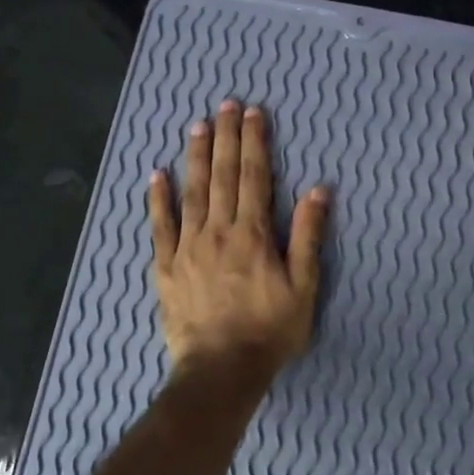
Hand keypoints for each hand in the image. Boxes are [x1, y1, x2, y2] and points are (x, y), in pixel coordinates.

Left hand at [148, 100, 329, 380]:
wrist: (221, 369)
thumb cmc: (269, 330)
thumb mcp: (303, 286)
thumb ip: (307, 236)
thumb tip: (317, 190)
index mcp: (253, 234)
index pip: (254, 177)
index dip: (254, 142)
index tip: (253, 113)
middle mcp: (218, 230)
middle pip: (223, 175)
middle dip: (226, 137)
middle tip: (226, 105)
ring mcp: (188, 247)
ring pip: (192, 192)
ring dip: (196, 157)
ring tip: (197, 126)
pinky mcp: (166, 266)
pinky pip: (160, 226)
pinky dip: (158, 199)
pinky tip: (156, 175)